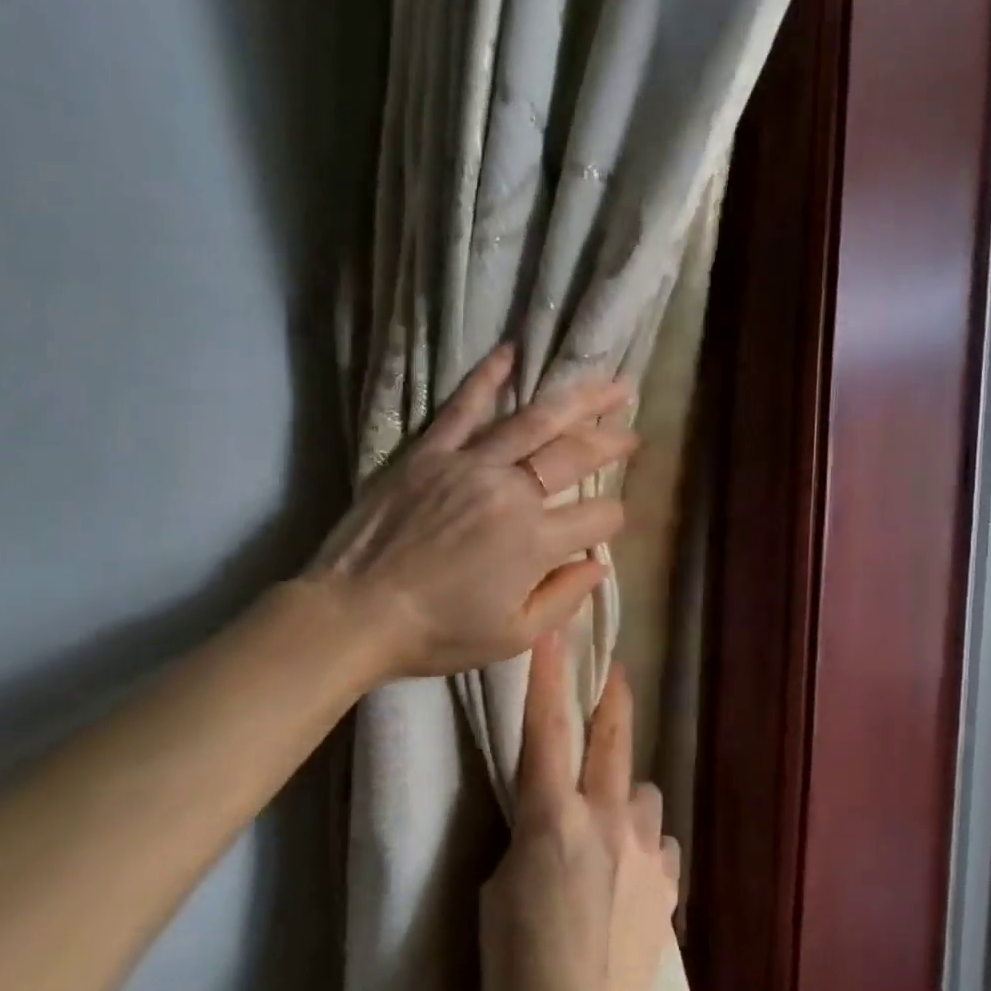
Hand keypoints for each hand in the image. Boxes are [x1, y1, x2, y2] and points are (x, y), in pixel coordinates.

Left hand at [307, 345, 635, 681]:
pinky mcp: (430, 452)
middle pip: (576, 456)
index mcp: (535, 543)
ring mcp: (469, 464)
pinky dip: (488, 377)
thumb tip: (597, 566)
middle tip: (634, 431)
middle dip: (613, 442)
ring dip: (578, 400)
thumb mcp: (512, 638)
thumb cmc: (437, 634)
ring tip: (610, 385)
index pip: (598, 518)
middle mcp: (511, 492)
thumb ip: (563, 601)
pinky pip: (463, 406)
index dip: (614, 520)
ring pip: (535, 421)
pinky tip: (510, 352)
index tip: (612, 522)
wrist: (355, 614)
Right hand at [480, 635, 680, 990]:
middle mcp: (606, 820)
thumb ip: (527, 844)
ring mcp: (644, 850)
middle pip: (611, 740)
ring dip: (623, 792)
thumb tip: (553, 828)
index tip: (553, 633)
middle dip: (611, 697)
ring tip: (607, 821)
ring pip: (641, 792)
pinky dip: (640, 844)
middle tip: (613, 670)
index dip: (548, 677)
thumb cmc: (517, 971)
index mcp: (552, 820)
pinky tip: (628, 873)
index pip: (547, 731)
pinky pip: (654, 842)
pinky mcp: (667, 883)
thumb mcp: (496, 895)